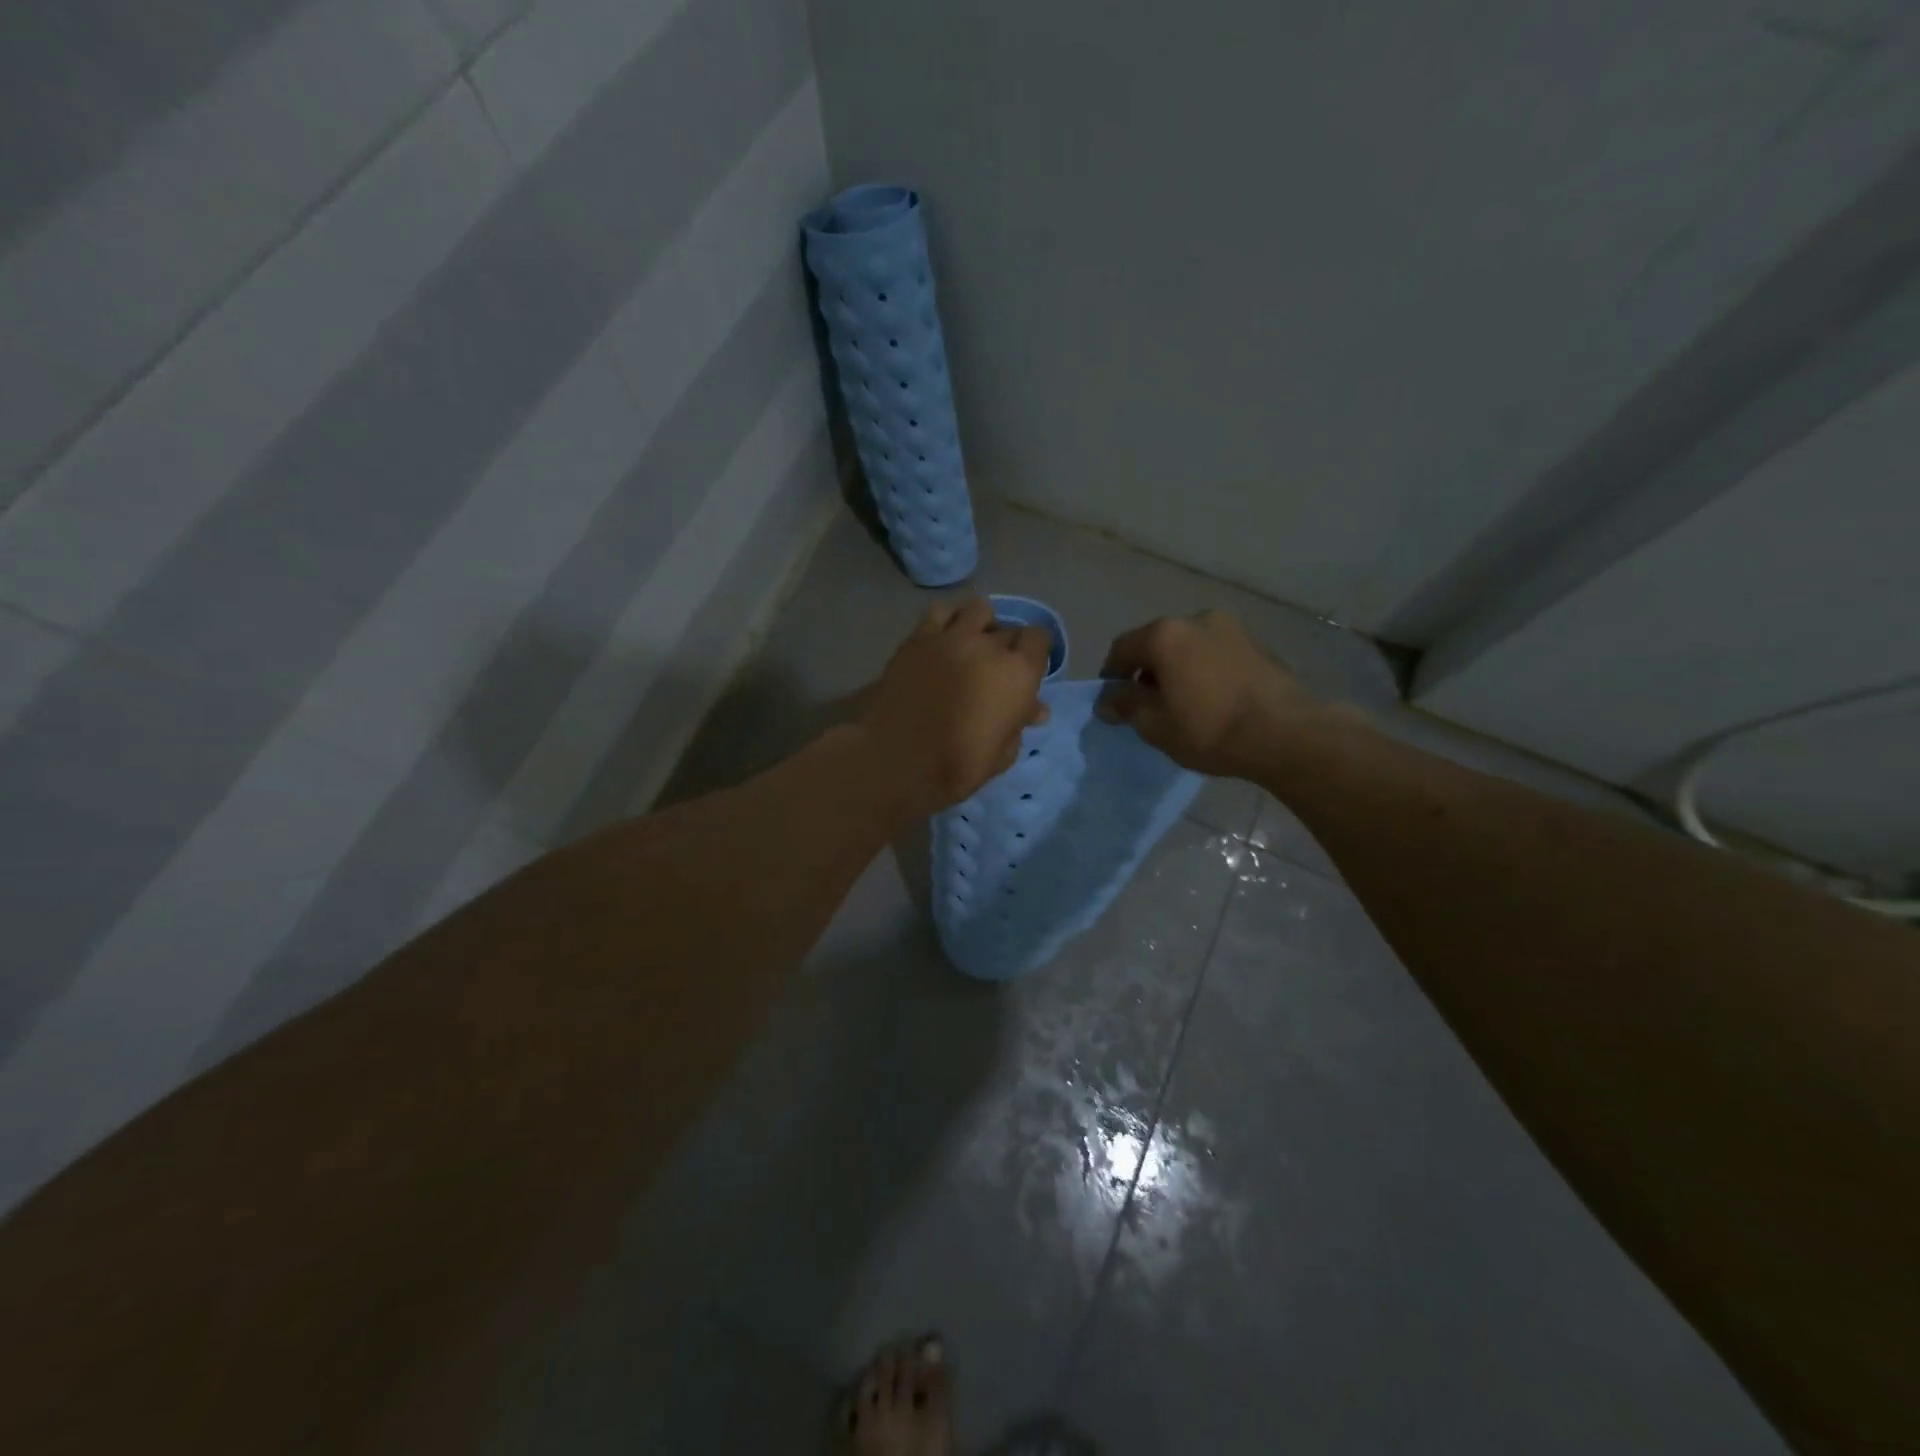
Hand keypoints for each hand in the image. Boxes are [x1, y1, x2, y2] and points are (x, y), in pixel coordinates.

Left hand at [858, 597, 1052, 818]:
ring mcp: (951, 637)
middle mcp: (989, 645)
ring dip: (981, 624)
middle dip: (1008, 646)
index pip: (1040, 638)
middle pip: (1009, 628)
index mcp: (1018, 673)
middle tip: (997, 669)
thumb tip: (1033, 708)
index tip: (1027, 670)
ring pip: (977, 609)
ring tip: (972, 644)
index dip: (1035, 652)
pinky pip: (940, 612)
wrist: (897, 759)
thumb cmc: (957, 765)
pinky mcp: (918, 638)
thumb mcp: (1002, 754)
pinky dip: (948, 620)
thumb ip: (1019, 723)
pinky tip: (944, 639)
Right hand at [1096, 610, 1322, 779]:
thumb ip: (1125, 705)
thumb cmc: (1209, 728)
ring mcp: (1232, 629)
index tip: (1113, 703)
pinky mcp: (1258, 645)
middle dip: (1147, 672)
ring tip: (1183, 705)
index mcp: (1164, 634)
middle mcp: (1197, 619)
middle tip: (1148, 706)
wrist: (1286, 734)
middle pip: (1157, 644)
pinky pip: (1216, 655)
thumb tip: (1108, 699)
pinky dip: (1205, 672)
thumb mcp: (1155, 724)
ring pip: (1189, 648)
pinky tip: (1212, 701)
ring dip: (1178, 670)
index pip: (1122, 649)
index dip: (1111, 676)